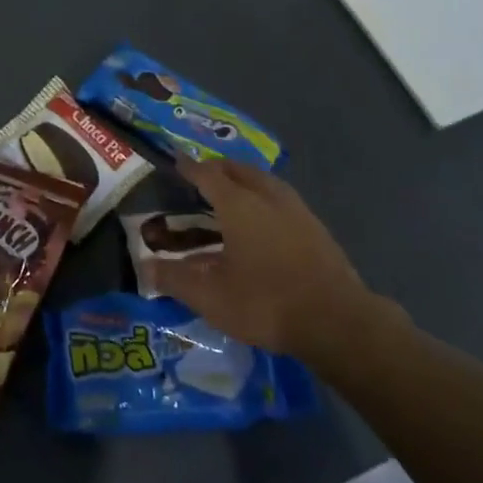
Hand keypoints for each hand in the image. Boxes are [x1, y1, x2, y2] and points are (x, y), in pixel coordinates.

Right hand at [150, 157, 393, 363]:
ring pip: (263, 181)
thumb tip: (146, 268)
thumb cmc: (266, 302)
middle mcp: (267, 196)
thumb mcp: (211, 297)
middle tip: (200, 177)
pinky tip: (262, 219)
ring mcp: (296, 209)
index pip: (207, 174)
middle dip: (217, 169)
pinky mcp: (315, 227)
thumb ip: (175, 279)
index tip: (176, 161)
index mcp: (238, 204)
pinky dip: (263, 197)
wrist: (337, 321)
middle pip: (238, 170)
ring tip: (230, 192)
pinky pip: (280, 197)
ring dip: (243, 180)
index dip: (189, 167)